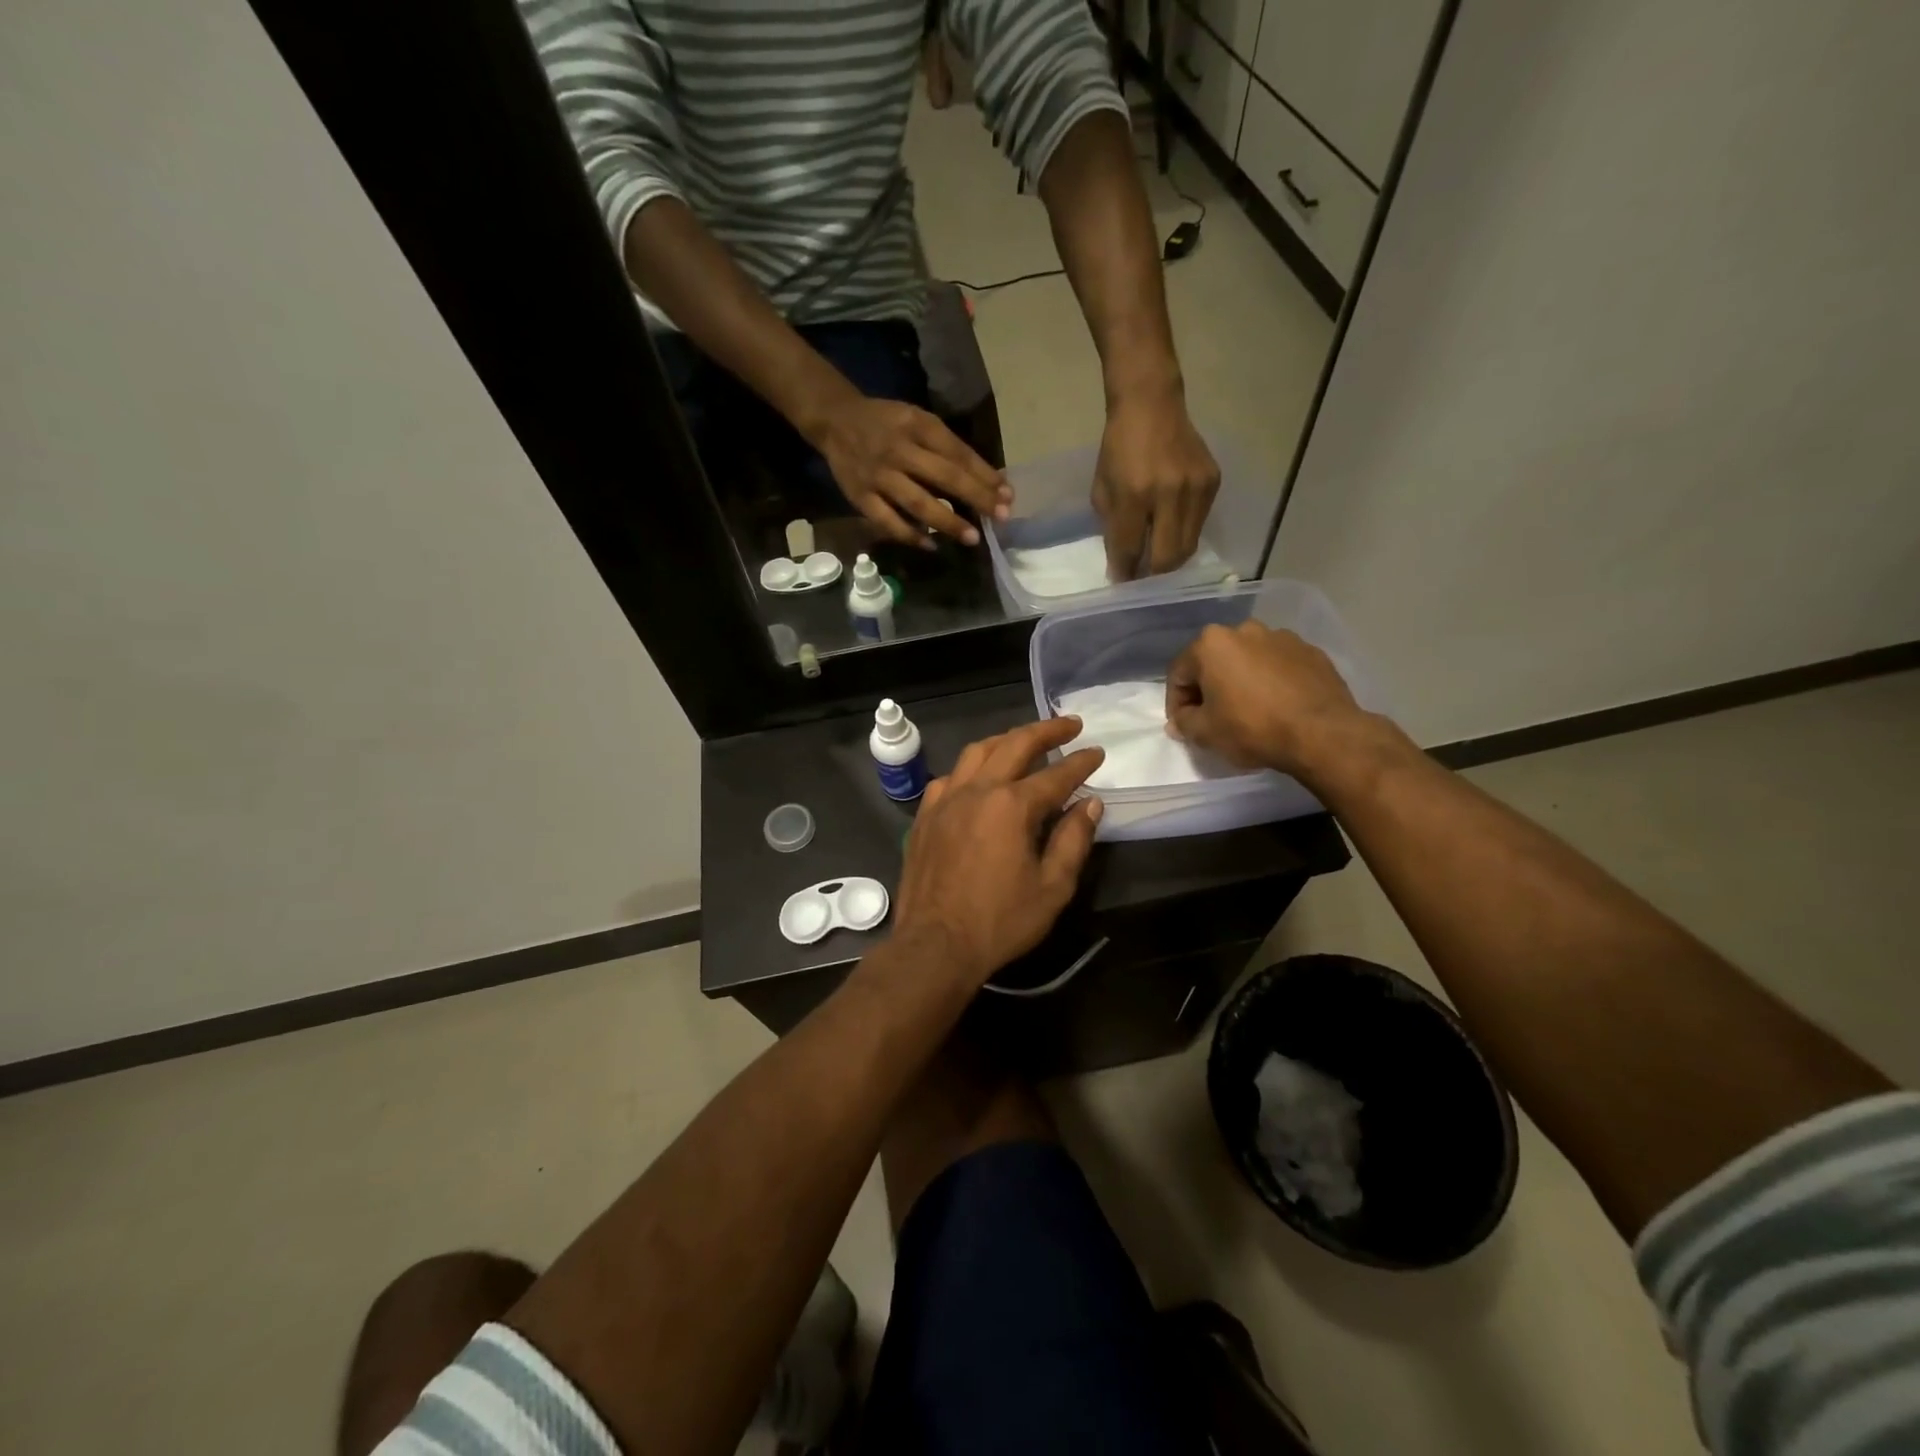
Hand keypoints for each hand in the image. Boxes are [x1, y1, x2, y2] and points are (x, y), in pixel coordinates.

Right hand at [815, 396, 1010, 549]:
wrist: (835, 420)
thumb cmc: (887, 423)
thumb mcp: (917, 421)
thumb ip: (947, 447)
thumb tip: (987, 479)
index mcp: (918, 426)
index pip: (958, 453)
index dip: (985, 475)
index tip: (1007, 495)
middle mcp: (900, 450)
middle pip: (944, 478)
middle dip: (976, 498)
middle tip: (1001, 517)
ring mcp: (879, 476)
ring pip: (918, 503)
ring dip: (948, 522)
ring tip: (972, 538)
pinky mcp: (861, 497)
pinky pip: (888, 521)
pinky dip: (910, 535)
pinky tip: (931, 544)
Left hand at [894, 718, 1105, 986]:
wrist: (935, 944)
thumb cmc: (1000, 921)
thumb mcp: (1052, 887)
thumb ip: (1073, 840)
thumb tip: (1090, 804)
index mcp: (1012, 806)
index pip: (1056, 774)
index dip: (1081, 762)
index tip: (1098, 752)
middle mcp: (977, 790)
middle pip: (1014, 745)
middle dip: (1046, 730)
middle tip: (1070, 724)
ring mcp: (945, 800)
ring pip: (977, 752)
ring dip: (1005, 740)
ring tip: (1025, 740)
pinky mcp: (924, 816)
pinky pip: (949, 777)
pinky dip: (970, 769)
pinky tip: (977, 779)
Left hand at [1092, 390, 1219, 578]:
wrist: (1151, 405)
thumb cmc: (1119, 448)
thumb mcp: (1102, 490)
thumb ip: (1113, 528)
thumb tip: (1122, 565)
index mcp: (1134, 494)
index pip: (1131, 549)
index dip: (1126, 573)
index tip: (1122, 586)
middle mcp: (1169, 493)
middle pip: (1168, 557)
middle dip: (1153, 576)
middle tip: (1143, 580)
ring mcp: (1196, 488)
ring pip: (1188, 546)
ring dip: (1171, 560)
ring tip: (1157, 562)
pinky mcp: (1213, 482)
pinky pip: (1199, 525)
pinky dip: (1184, 535)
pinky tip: (1172, 531)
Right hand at [1165, 621, 1365, 775]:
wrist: (1323, 733)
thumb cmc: (1252, 728)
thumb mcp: (1205, 732)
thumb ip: (1184, 723)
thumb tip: (1179, 721)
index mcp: (1212, 643)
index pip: (1179, 674)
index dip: (1176, 704)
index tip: (1184, 726)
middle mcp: (1244, 630)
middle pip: (1214, 662)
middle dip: (1209, 688)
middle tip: (1214, 718)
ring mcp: (1281, 638)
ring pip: (1248, 661)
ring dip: (1241, 682)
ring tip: (1249, 712)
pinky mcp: (1311, 651)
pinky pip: (1278, 666)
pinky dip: (1271, 682)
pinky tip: (1278, 707)